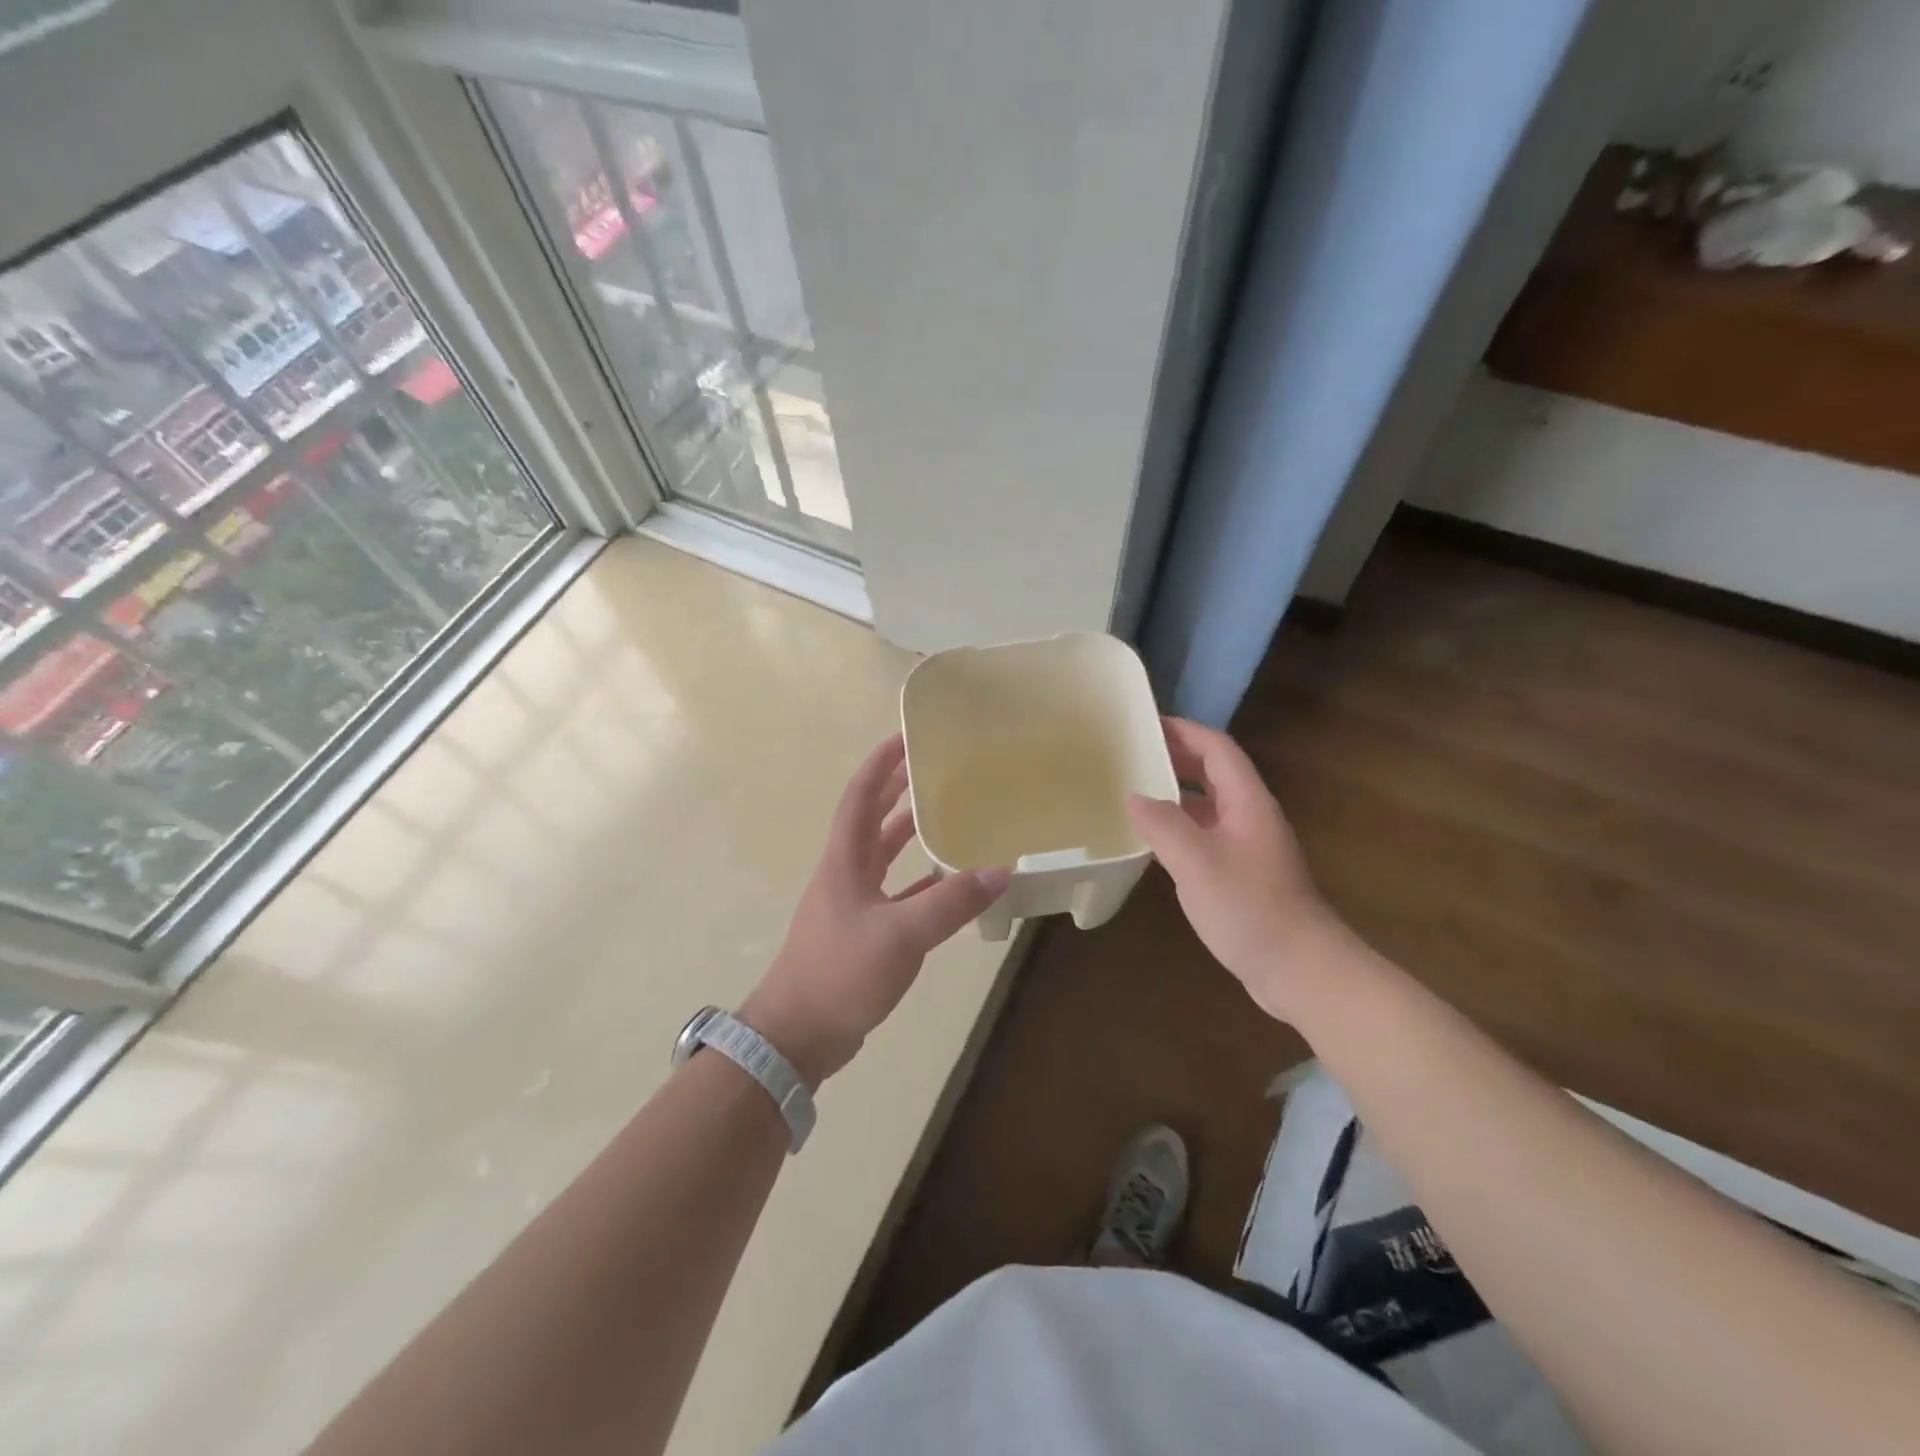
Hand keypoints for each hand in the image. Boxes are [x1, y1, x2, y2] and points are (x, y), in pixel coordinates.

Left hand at [742, 735, 1009, 1084]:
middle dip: (896, 788)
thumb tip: (1001, 871)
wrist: (798, 1034)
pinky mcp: (863, 931)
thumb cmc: (840, 972)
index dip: (881, 764)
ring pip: (883, 854)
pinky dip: (921, 881)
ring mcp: (852, 903)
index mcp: (844, 860)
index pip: (860, 796)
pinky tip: (948, 881)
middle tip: (932, 765)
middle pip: (871, 817)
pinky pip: (896, 892)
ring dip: (907, 830)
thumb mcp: (901, 934)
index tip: (906, 736)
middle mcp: (846, 872)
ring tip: (944, 812)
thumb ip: (950, 903)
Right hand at [1126, 717, 1334, 1021]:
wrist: (1300, 968)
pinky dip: (1180, 826)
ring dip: (1176, 792)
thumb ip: (1162, 824)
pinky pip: (1206, 834)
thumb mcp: (1197, 861)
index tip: (1146, 724)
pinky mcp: (1242, 874)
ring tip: (1135, 790)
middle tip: (1133, 754)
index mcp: (1247, 802)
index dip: (1184, 731)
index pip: (1217, 749)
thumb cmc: (1249, 907)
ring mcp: (1248, 847)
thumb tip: (1134, 797)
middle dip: (1177, 757)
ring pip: (1209, 805)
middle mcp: (1250, 816)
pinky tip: (1155, 840)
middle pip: (1214, 772)